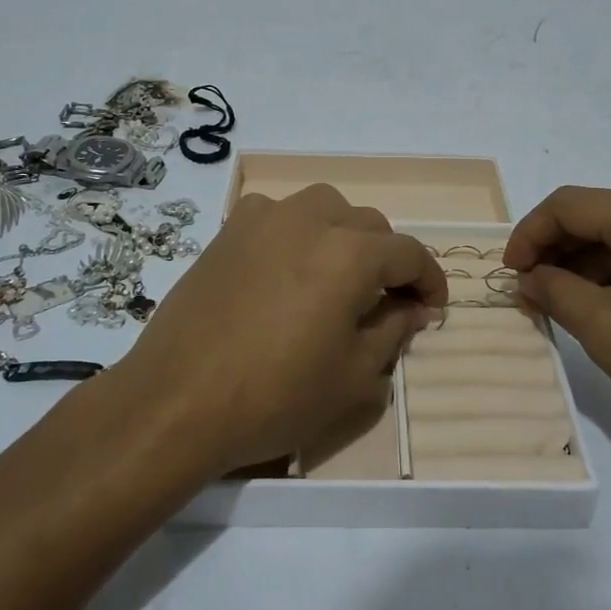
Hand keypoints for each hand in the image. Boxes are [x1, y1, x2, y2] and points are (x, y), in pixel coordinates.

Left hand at [108, 185, 446, 476]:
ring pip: (326, 208)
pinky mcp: (229, 229)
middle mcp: (312, 219)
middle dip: (388, 259)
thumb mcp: (352, 376)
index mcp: (351, 253)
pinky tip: (287, 267)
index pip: (409, 253)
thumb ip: (393, 331)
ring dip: (344, 235)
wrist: (178, 401)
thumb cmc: (275, 396)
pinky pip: (279, 214)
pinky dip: (297, 231)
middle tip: (386, 301)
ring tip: (338, 276)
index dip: (429, 280)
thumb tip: (414, 308)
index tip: (432, 308)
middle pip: (370, 225)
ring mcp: (265, 218)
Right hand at [504, 187, 610, 469]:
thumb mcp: (607, 331)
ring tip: (563, 307)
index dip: (529, 235)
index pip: (570, 205)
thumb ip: (556, 292)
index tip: (510, 276)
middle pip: (601, 216)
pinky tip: (607, 309)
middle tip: (532, 295)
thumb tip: (528, 279)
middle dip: (558, 252)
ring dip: (589, 266)